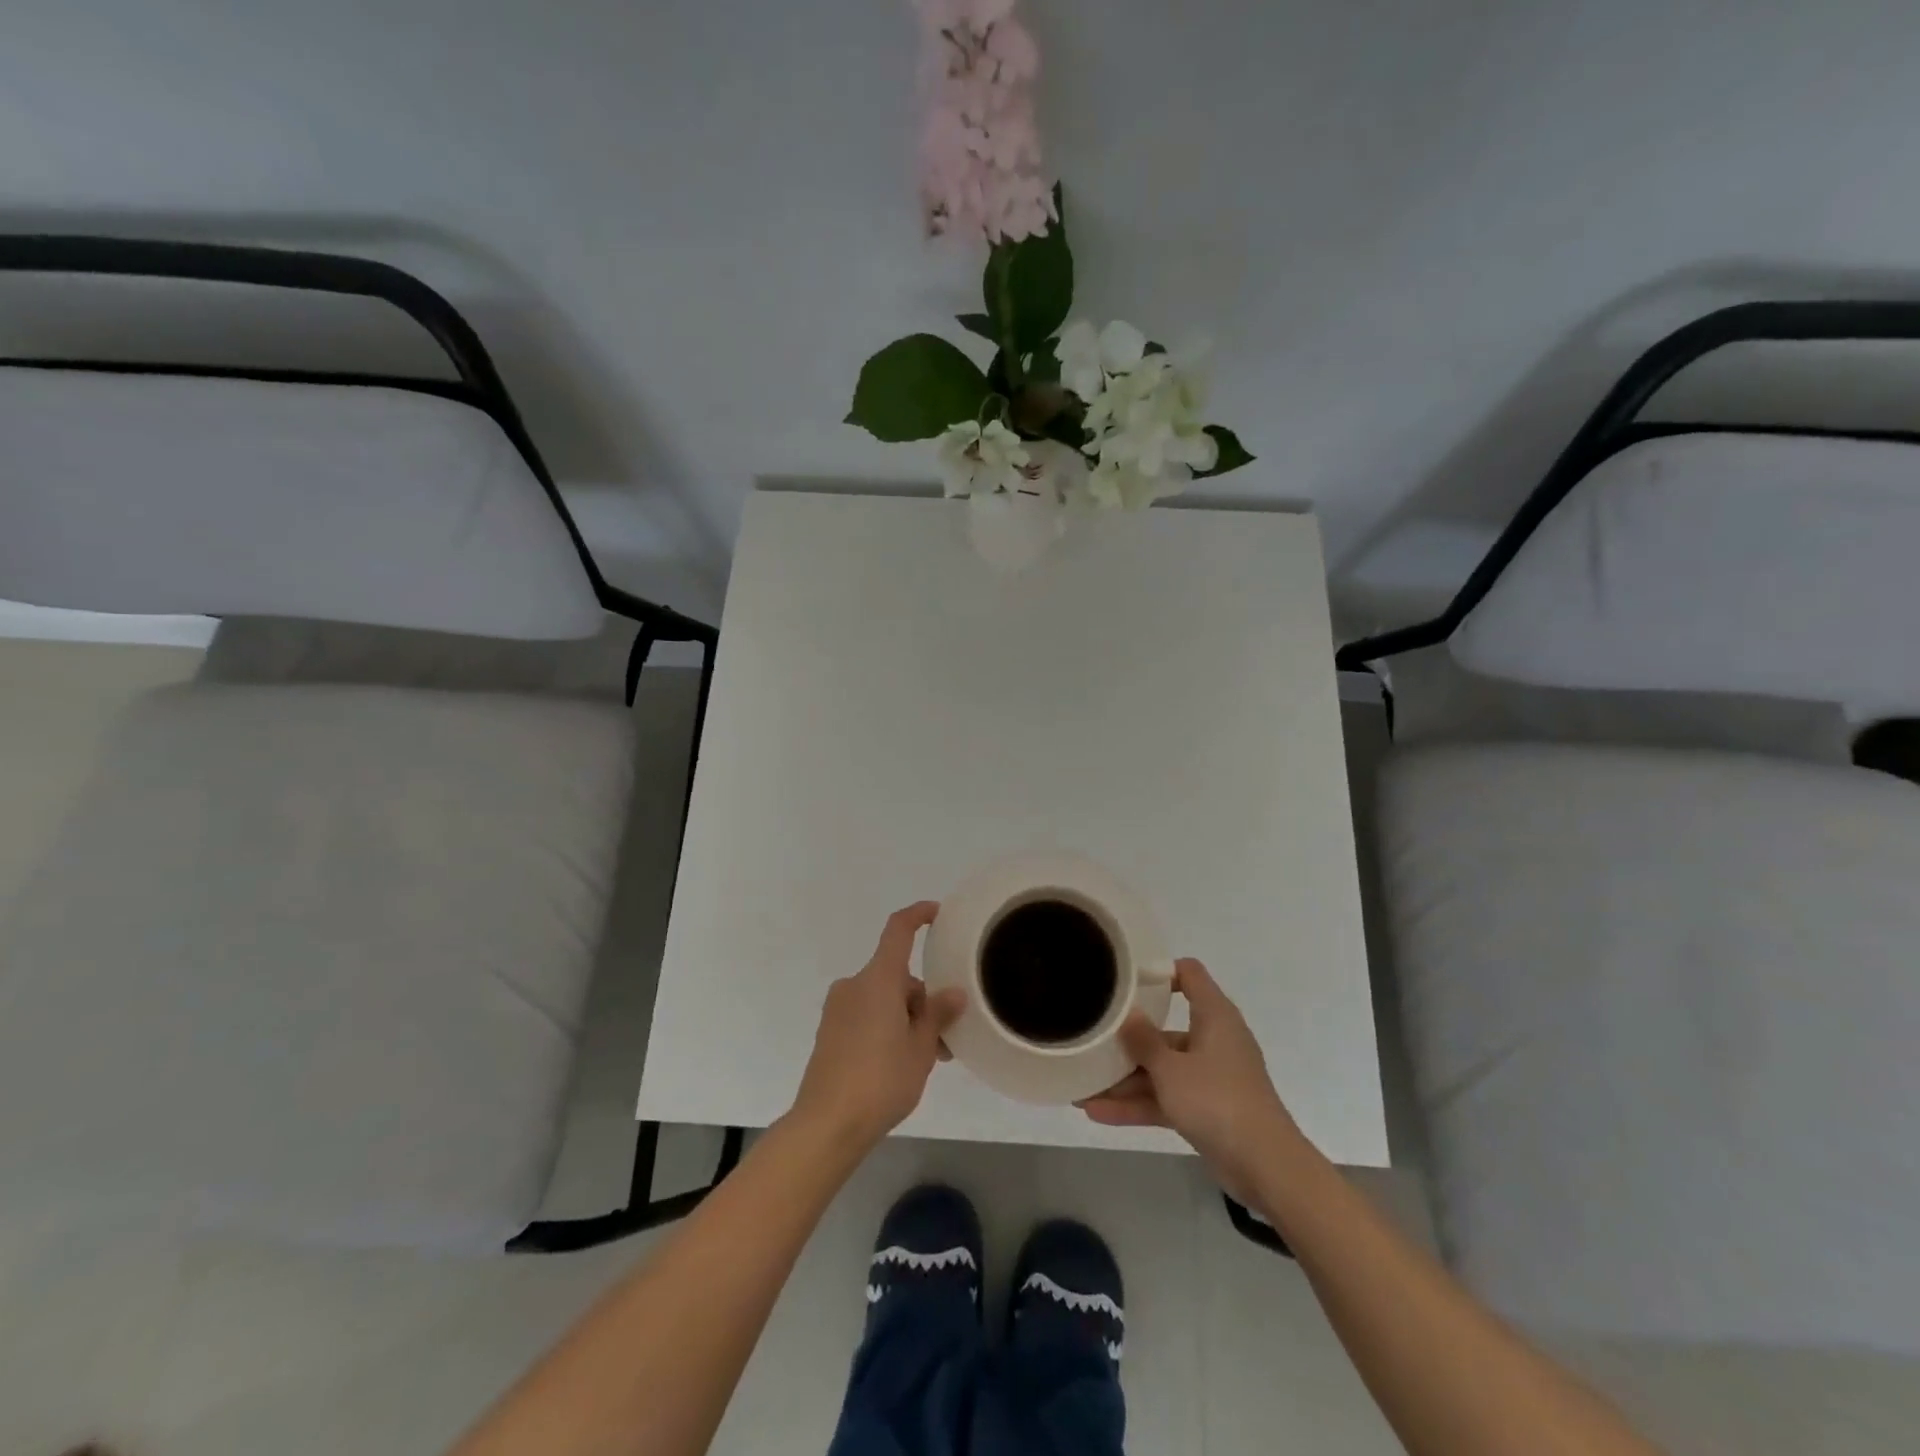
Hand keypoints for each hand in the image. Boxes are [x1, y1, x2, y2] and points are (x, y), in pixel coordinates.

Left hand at [789, 903, 966, 1154]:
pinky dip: (886, 1028)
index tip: (936, 913)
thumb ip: (938, 1014)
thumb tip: (953, 993)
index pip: (898, 930)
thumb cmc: (881, 1079)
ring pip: (883, 1000)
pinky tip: (899, 1064)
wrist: (826, 1125)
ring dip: (906, 1019)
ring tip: (927, 1061)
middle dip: (922, 1000)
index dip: (918, 915)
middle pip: (896, 976)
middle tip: (945, 1039)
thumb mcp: (921, 1048)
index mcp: (878, 979)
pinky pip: (866, 1017)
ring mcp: (837, 1009)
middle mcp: (854, 985)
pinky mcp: (829, 1033)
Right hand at [1076, 958, 1300, 1200]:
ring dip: (1125, 1080)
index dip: (1158, 971)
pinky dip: (1138, 1105)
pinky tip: (1097, 1112)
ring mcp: (1210, 1077)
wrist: (1266, 1166)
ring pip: (1162, 1069)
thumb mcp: (1170, 1068)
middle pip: (1165, 1029)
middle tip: (1092, 1038)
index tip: (1123, 980)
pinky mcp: (1207, 1109)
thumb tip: (1128, 1013)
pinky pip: (1167, 1098)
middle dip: (1128, 1039)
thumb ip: (1143, 1040)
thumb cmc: (1217, 1100)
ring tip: (1082, 1086)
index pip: (1189, 974)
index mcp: (1214, 1016)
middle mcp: (1213, 1040)